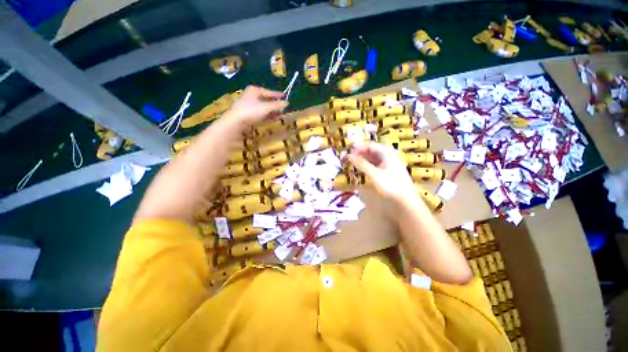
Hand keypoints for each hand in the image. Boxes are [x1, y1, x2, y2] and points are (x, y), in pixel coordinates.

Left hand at [228, 86, 287, 123]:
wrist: (237, 122)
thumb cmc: (252, 110)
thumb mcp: (267, 107)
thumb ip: (277, 105)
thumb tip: (287, 102)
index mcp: (255, 90)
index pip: (269, 92)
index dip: (278, 95)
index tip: (285, 96)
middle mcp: (252, 96)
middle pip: (267, 100)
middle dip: (276, 104)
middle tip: (284, 107)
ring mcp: (250, 106)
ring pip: (264, 107)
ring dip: (273, 111)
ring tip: (282, 114)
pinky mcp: (250, 114)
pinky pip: (262, 113)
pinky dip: (269, 115)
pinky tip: (276, 118)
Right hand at [346, 142, 417, 204]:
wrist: (406, 199)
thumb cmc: (390, 184)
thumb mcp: (374, 174)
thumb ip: (361, 164)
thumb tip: (348, 155)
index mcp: (387, 153)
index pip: (370, 145)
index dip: (359, 146)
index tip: (348, 150)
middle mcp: (390, 155)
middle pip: (373, 149)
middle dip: (361, 151)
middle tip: (350, 156)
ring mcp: (391, 162)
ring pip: (375, 156)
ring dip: (365, 157)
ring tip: (355, 161)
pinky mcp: (390, 169)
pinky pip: (377, 162)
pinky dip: (369, 163)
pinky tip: (364, 166)